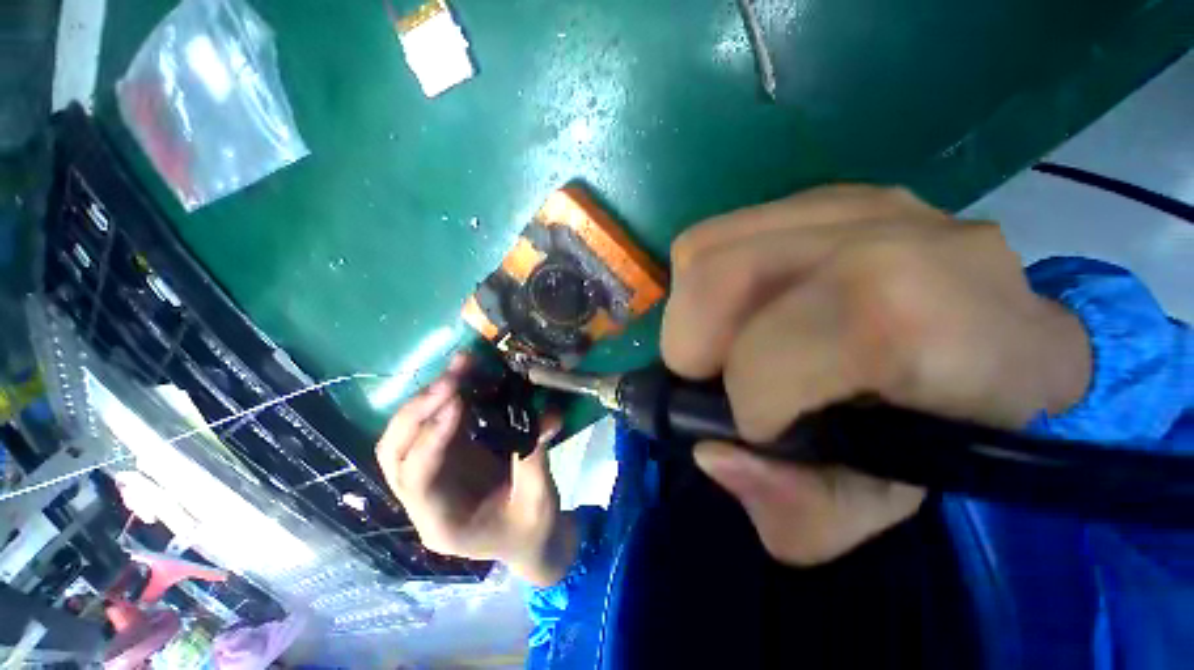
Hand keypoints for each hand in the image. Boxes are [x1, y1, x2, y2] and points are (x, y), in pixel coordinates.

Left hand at [376, 356, 572, 585]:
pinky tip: (464, 378)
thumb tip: (546, 416)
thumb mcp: (539, 499)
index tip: (457, 401)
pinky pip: (433, 424)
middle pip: (395, 453)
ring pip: (406, 434)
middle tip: (452, 378)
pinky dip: (444, 399)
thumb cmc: (531, 528)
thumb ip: (535, 457)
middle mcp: (423, 498)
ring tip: (458, 369)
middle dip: (419, 410)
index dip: (432, 437)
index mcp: (441, 522)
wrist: (529, 537)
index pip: (417, 478)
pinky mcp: (446, 456)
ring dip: (428, 398)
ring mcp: (431, 474)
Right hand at [663, 185, 1090, 564]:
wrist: (987, 349)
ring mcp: (855, 205)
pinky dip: (703, 284)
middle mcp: (915, 241)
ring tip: (729, 345)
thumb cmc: (937, 440)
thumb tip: (713, 453)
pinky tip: (742, 311)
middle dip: (694, 344)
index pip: (827, 328)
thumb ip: (796, 508)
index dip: (763, 389)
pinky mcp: (814, 199)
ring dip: (692, 315)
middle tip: (720, 379)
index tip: (757, 429)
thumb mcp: (873, 508)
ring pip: (705, 250)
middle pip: (728, 273)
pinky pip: (715, 238)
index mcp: (969, 332)